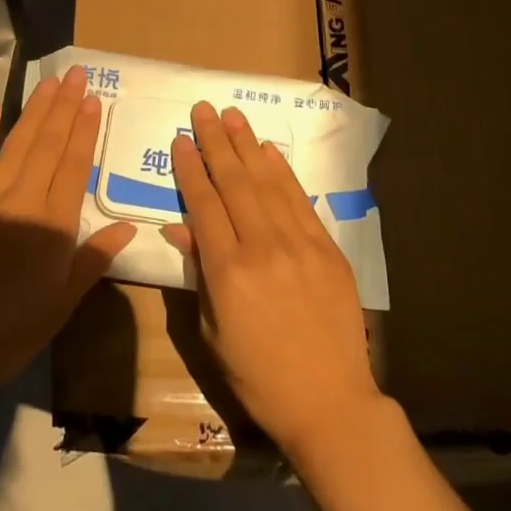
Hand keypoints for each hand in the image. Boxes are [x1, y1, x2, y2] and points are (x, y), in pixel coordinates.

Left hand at [0, 65, 136, 387]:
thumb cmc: (11, 327)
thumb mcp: (63, 302)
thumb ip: (94, 259)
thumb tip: (128, 227)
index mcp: (54, 223)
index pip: (74, 166)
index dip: (85, 131)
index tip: (93, 100)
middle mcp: (24, 198)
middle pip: (48, 144)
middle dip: (64, 107)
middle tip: (76, 75)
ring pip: (17, 143)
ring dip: (35, 111)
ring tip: (49, 83)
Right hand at [162, 101, 381, 456]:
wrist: (330, 403)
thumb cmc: (259, 377)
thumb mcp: (213, 332)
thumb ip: (198, 273)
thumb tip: (179, 227)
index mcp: (228, 272)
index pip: (204, 204)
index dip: (190, 169)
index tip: (180, 139)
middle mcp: (263, 247)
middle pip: (234, 182)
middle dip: (215, 142)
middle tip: (203, 108)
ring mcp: (300, 245)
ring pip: (267, 183)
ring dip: (247, 145)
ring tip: (232, 115)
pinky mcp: (327, 249)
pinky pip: (300, 201)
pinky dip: (283, 172)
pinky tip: (268, 151)